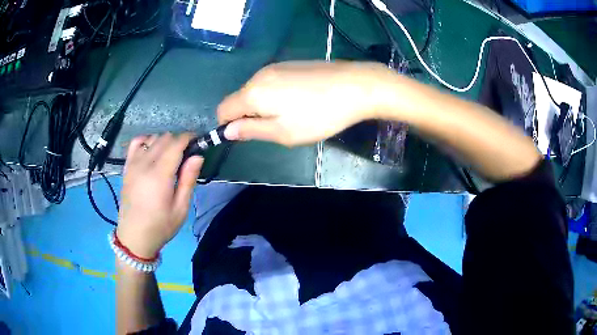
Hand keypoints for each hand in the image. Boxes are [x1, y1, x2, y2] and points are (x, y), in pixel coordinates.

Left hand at [117, 133, 202, 258]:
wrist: (134, 237)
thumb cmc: (160, 226)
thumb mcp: (180, 209)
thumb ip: (188, 180)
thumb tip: (198, 156)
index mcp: (159, 175)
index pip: (175, 144)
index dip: (188, 138)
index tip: (198, 141)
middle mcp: (144, 164)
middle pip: (164, 138)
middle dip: (178, 140)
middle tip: (187, 154)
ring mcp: (133, 164)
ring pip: (151, 138)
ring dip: (164, 141)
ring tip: (170, 156)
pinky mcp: (127, 167)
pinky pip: (135, 143)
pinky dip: (146, 140)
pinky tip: (151, 150)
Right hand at [217, 61, 395, 145]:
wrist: (354, 86)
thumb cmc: (319, 115)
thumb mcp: (283, 132)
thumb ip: (251, 130)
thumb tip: (227, 130)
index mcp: (252, 93)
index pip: (223, 109)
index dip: (227, 125)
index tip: (247, 135)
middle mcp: (259, 75)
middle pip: (239, 98)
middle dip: (248, 115)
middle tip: (275, 128)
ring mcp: (275, 67)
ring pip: (255, 90)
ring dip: (263, 105)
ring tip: (291, 115)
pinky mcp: (290, 64)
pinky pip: (271, 82)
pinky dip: (274, 94)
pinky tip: (299, 100)